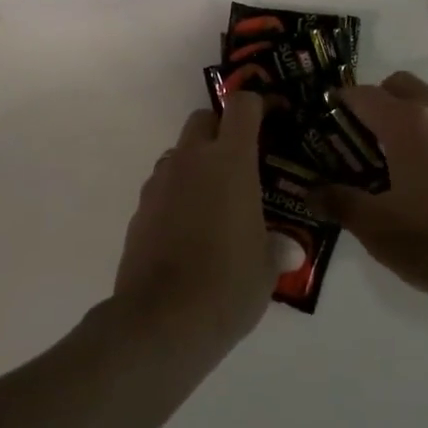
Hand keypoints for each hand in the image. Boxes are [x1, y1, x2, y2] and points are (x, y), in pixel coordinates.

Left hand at [113, 93, 298, 355]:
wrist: (161, 322)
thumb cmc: (227, 285)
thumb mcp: (267, 267)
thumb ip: (277, 246)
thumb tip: (288, 246)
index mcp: (230, 161)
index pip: (242, 105)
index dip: (257, 105)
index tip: (271, 118)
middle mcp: (192, 160)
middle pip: (203, 118)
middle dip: (221, 129)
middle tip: (241, 162)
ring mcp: (160, 182)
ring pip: (180, 152)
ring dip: (197, 163)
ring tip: (214, 201)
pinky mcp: (140, 209)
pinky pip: (163, 185)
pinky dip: (177, 193)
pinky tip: (188, 230)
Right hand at [316, 72, 427, 306]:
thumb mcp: (378, 229)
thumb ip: (341, 203)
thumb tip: (311, 192)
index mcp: (406, 121)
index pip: (361, 93)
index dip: (336, 105)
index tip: (322, 128)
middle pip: (397, 85)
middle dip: (374, 103)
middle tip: (358, 143)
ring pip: (426, 102)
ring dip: (404, 117)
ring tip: (391, 163)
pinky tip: (427, 180)